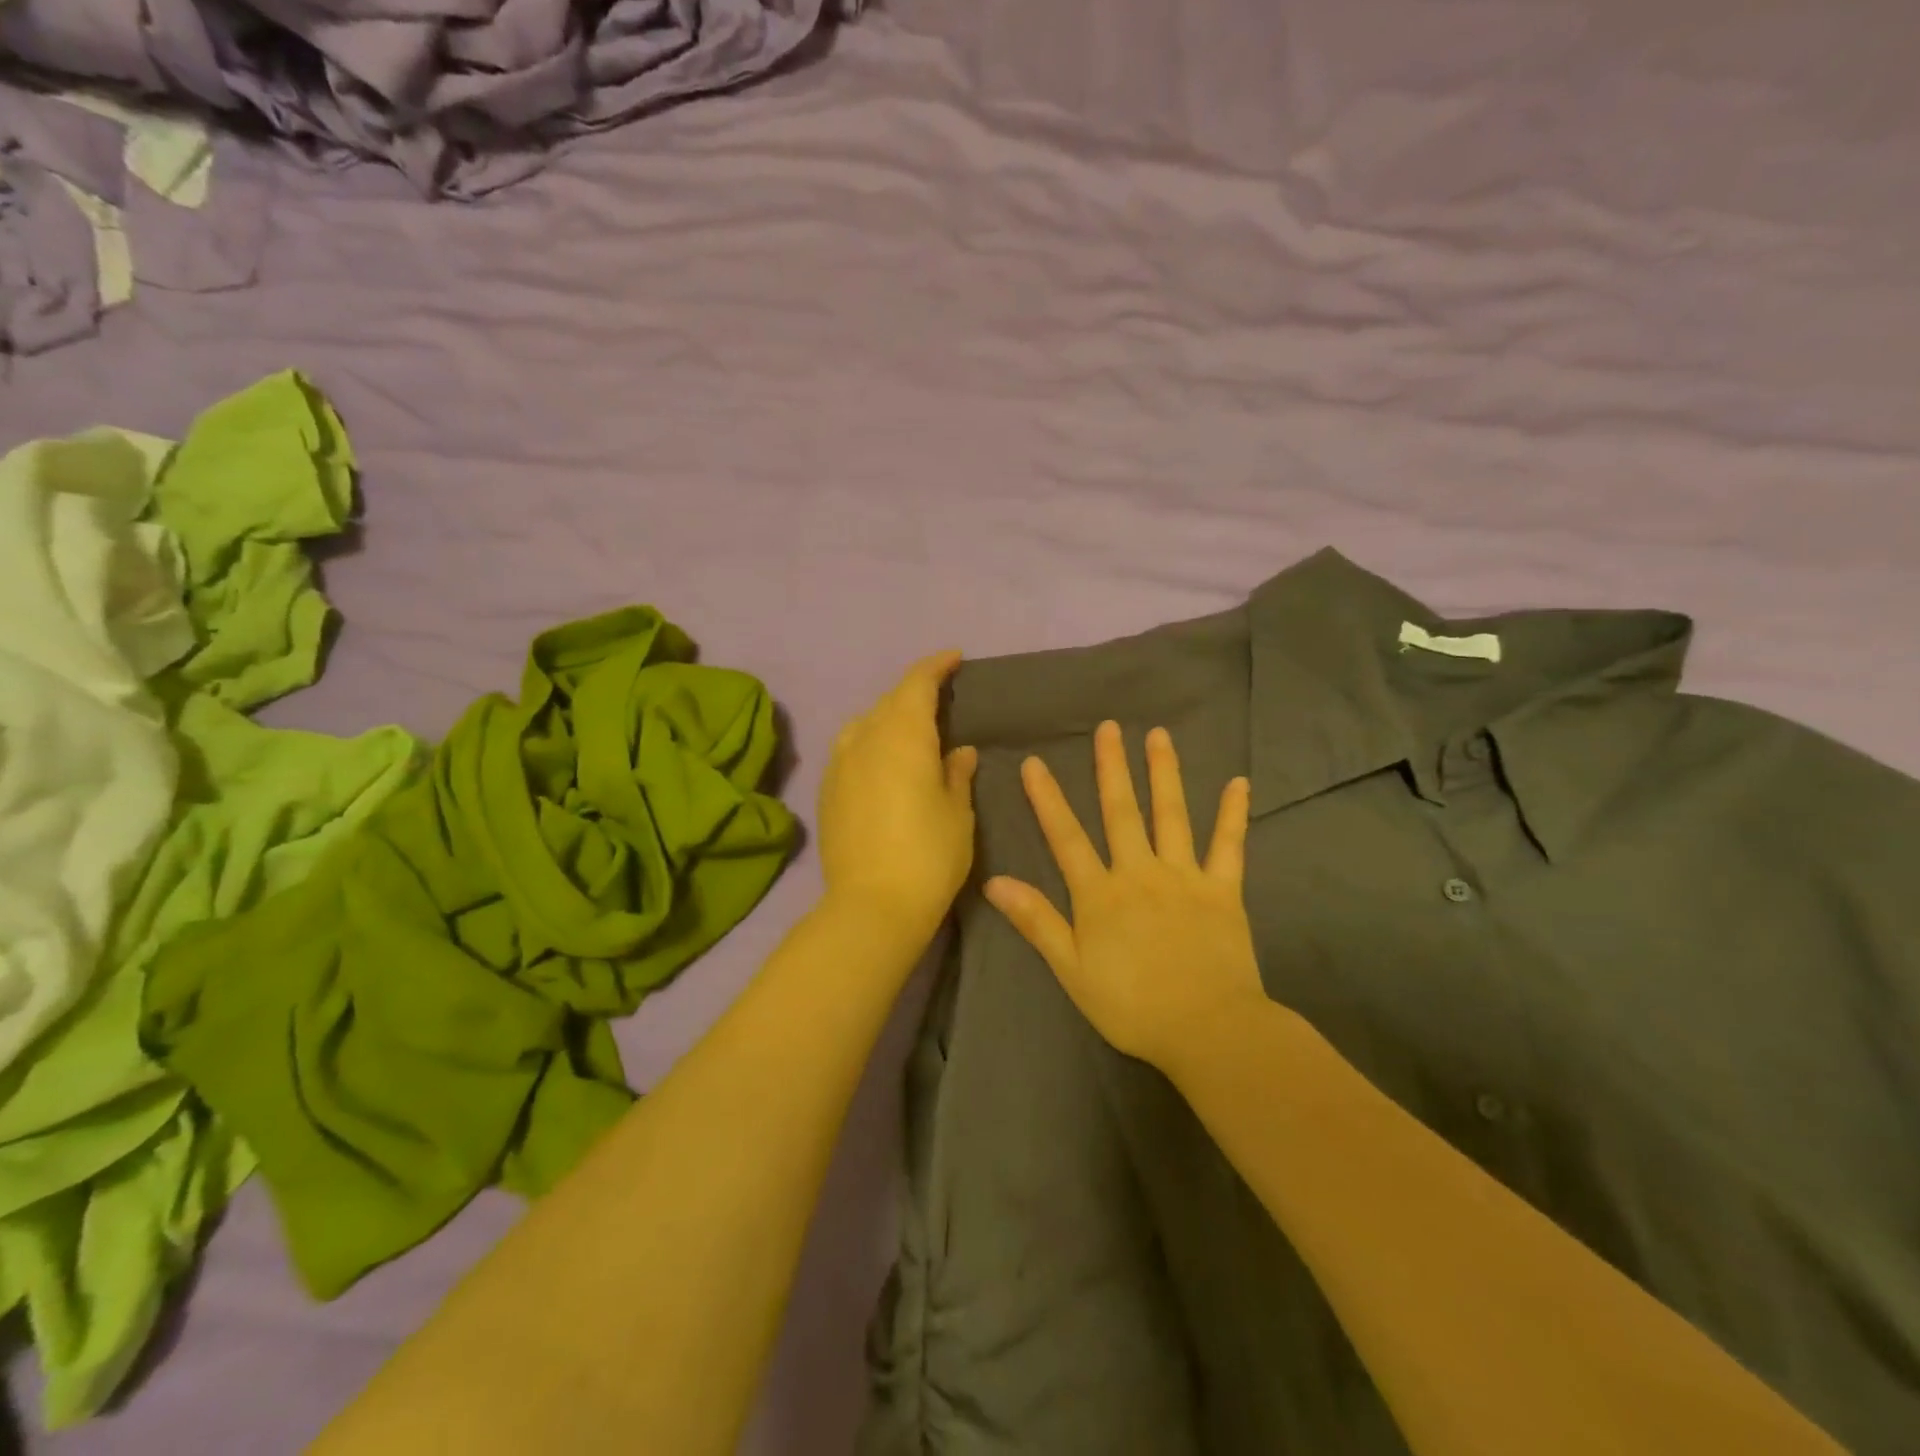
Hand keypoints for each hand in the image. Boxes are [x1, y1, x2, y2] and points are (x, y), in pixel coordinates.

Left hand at [817, 650, 979, 941]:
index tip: (954, 658)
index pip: (917, 683)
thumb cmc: (929, 855)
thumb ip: (957, 774)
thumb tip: (958, 751)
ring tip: (909, 731)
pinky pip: (850, 749)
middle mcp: (865, 739)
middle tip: (940, 699)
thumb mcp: (958, 813)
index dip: (936, 666)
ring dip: (888, 717)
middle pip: (890, 700)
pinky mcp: (827, 791)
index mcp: (903, 736)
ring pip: (864, 723)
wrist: (871, 906)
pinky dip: (870, 743)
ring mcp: (840, 765)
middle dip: (915, 692)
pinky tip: (882, 763)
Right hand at [983, 721, 1264, 1067]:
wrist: (1206, 1028)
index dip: (1047, 799)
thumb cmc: (1131, 1005)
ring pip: (1172, 815)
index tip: (1034, 762)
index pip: (1066, 837)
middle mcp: (1140, 872)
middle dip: (1112, 767)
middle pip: (1121, 812)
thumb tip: (994, 881)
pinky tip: (1239, 783)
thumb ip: (1037, 921)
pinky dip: (1234, 814)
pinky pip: (1229, 846)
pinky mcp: (1224, 890)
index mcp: (1100, 894)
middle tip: (1108, 727)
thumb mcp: (1071, 969)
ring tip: (1159, 735)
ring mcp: (1185, 877)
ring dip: (1164, 773)